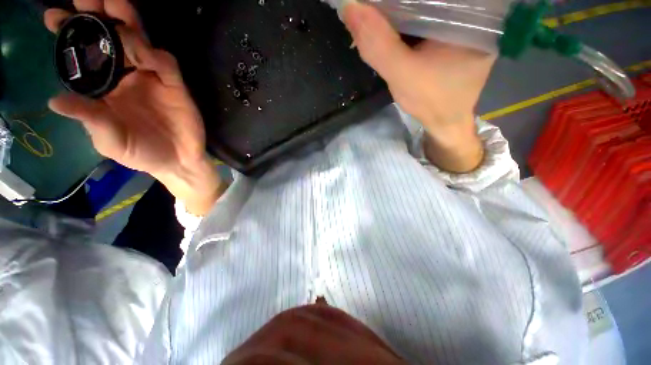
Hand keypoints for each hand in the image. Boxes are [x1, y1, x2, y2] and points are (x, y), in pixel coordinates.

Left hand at [45, 0, 225, 214]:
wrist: (178, 161)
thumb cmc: (141, 152)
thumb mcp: (109, 140)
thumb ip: (89, 119)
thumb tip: (55, 101)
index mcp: (103, 87)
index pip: (83, 53)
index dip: (69, 33)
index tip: (53, 16)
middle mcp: (125, 74)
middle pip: (109, 37)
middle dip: (97, 14)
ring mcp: (151, 77)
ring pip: (137, 41)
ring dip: (125, 22)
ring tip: (113, 4)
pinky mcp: (175, 85)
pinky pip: (164, 62)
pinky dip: (154, 54)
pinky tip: (144, 53)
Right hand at [343, 3, 494, 172]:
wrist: (445, 121)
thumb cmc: (431, 101)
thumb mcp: (402, 75)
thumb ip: (378, 46)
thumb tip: (350, 8)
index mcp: (469, 12)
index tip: (374, 3)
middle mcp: (471, 10)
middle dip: (399, 3)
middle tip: (375, 7)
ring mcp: (464, 21)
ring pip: (428, 5)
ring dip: (403, 8)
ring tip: (381, 11)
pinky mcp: (454, 33)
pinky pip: (429, 17)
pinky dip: (409, 19)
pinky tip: (395, 22)